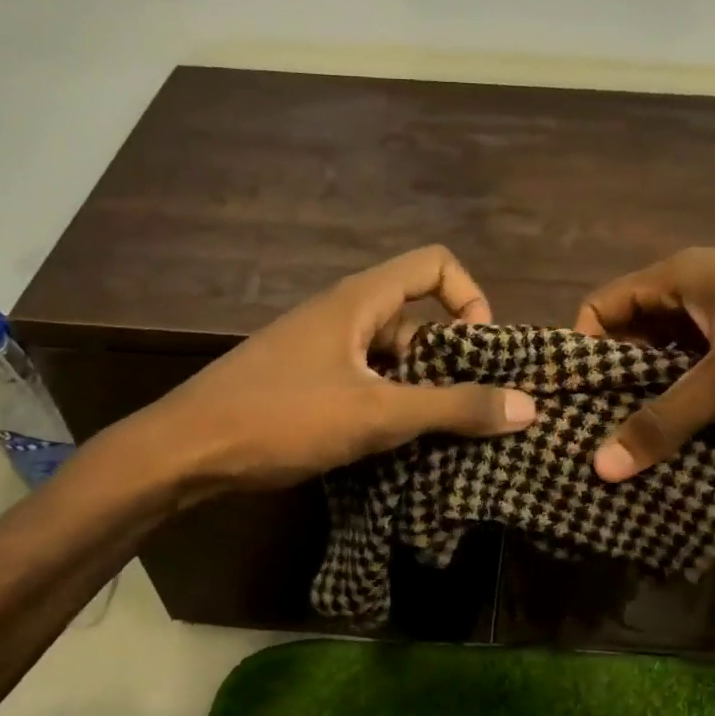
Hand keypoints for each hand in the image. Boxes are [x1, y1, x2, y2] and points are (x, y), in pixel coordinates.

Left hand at [148, 245, 536, 491]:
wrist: (185, 450)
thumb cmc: (283, 417)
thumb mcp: (377, 414)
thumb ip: (453, 408)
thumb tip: (529, 406)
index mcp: (360, 299)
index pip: (435, 265)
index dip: (471, 298)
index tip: (481, 353)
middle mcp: (343, 313)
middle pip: (418, 316)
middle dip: (451, 359)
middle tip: (470, 409)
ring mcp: (321, 348)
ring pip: (391, 356)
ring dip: (421, 389)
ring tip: (439, 435)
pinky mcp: (306, 380)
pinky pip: (365, 380)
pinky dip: (389, 404)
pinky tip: (396, 444)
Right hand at [573, 240, 714, 480]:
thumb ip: (667, 419)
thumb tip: (600, 466)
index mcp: (679, 278)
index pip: (602, 309)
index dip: (579, 352)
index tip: (568, 406)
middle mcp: (697, 294)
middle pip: (633, 339)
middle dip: (614, 388)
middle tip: (591, 442)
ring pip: (673, 364)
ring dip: (656, 404)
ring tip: (630, 455)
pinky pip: (709, 378)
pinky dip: (694, 409)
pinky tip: (683, 449)